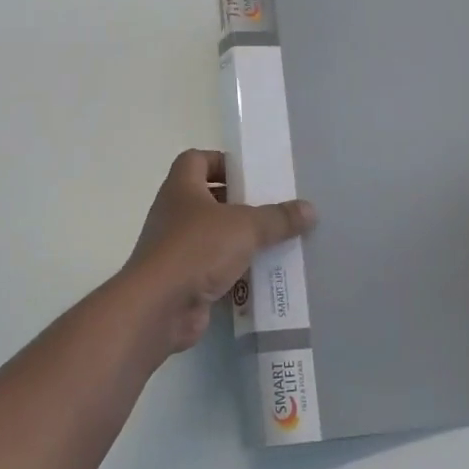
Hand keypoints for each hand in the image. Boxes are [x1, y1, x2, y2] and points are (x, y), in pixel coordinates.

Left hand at [118, 150, 315, 353]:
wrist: (158, 308)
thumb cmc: (197, 249)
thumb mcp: (245, 227)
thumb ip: (278, 218)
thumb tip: (309, 210)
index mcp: (181, 188)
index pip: (196, 160)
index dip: (221, 162)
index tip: (250, 174)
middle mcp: (174, 214)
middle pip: (207, 198)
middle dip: (239, 203)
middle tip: (271, 209)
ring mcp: (174, 249)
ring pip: (212, 236)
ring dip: (239, 239)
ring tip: (274, 242)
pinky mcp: (181, 281)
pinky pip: (212, 268)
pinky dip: (234, 271)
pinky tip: (261, 276)